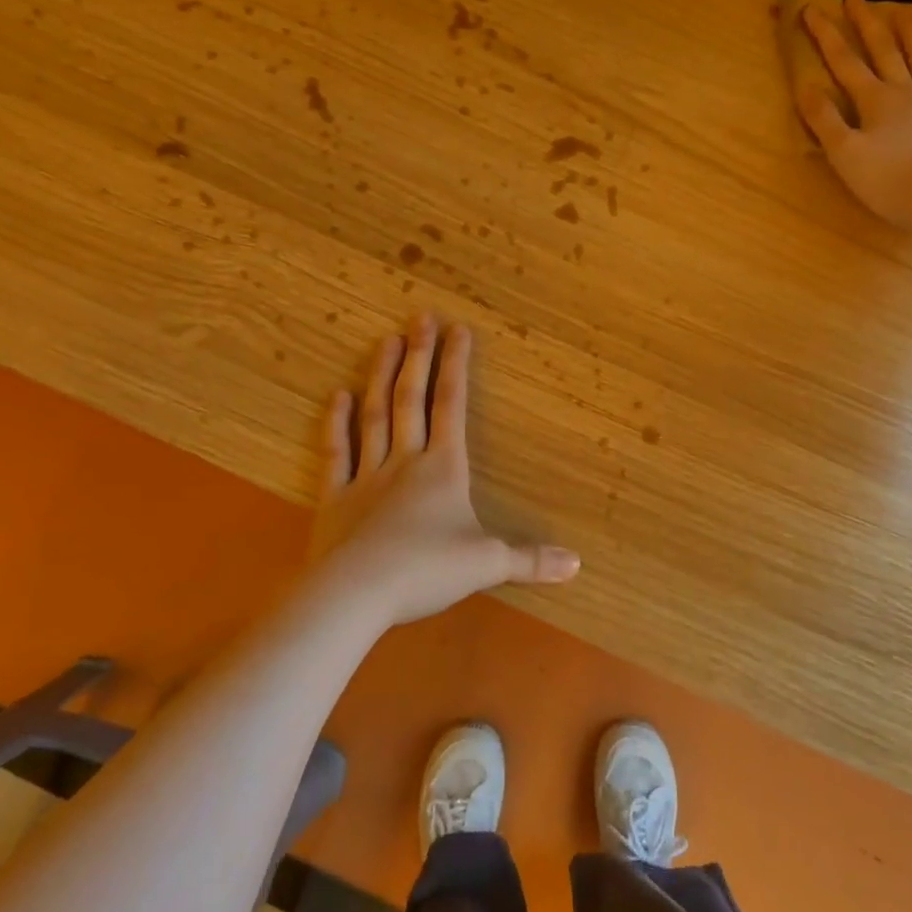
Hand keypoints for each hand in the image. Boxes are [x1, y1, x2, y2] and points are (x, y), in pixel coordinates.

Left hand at [306, 314, 579, 628]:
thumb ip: (530, 560)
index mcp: (444, 468)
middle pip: (412, 399)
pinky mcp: (335, 499)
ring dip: (382, 377)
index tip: (458, 329)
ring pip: (375, 416)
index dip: (456, 366)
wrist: (355, 594)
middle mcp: (406, 461)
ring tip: (386, 341)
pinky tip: (338, 396)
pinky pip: (337, 454)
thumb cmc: (426, 571)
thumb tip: (577, 564)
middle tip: (419, 318)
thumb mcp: (487, 565)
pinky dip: (337, 424)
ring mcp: (367, 477)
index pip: (452, 405)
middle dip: (418, 356)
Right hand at [797, 0, 911, 241]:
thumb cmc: (889, 181)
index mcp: (875, 101)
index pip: (844, 62)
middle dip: (867, 23)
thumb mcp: (844, 154)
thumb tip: (806, 87)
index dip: (826, 35)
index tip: (812, 8)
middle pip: (885, 51)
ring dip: (910, 36)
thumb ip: (824, 120)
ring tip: (903, 14)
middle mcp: (907, 93)